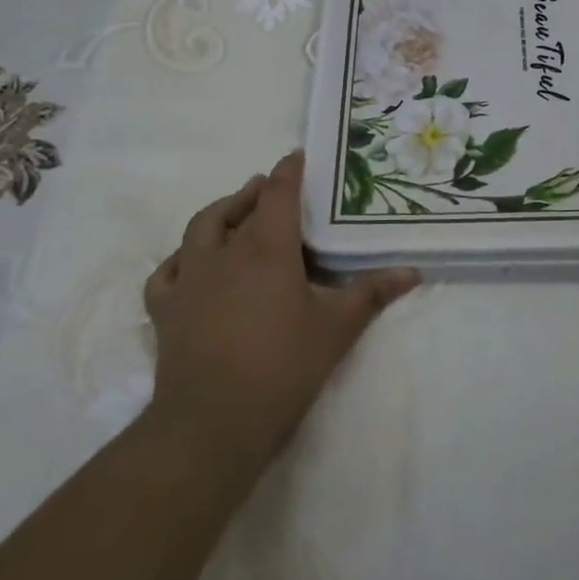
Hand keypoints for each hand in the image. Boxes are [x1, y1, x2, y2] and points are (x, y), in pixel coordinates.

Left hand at [140, 150, 419, 474]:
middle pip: (240, 207)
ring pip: (201, 229)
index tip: (296, 156)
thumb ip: (372, 294)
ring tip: (235, 210)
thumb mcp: (336, 329)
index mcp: (267, 249)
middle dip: (257, 191)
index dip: (288, 172)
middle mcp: (225, 253)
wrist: (212, 423)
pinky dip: (182, 258)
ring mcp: (190, 279)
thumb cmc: (282, 368)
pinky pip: (168, 270)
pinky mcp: (166, 308)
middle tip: (271, 187)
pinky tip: (191, 264)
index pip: (278, 195)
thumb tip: (412, 270)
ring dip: (221, 213)